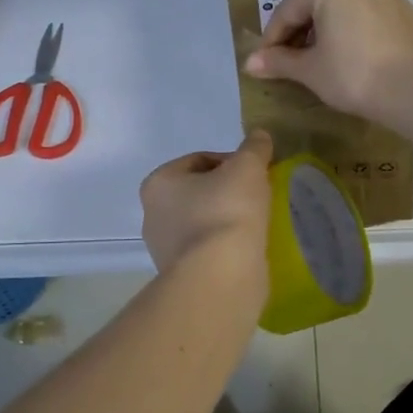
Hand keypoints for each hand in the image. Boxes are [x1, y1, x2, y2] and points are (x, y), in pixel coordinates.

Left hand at [139, 130, 273, 275]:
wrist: (220, 276)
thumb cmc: (226, 211)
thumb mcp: (247, 167)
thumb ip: (254, 148)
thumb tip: (259, 136)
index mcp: (158, 183)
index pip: (199, 160)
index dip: (231, 161)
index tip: (255, 173)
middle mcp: (153, 215)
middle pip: (199, 192)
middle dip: (227, 192)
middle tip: (257, 197)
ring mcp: (164, 250)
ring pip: (203, 223)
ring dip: (226, 220)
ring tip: (256, 224)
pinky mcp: (182, 276)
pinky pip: (208, 251)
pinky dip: (226, 246)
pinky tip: (247, 248)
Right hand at [243, 0, 412, 119]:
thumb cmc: (351, 75)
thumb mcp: (309, 70)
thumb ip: (278, 61)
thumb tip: (249, 63)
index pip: (288, 10)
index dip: (272, 39)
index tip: (264, 63)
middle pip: (319, 4)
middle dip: (302, 32)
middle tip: (291, 61)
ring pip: (349, 9)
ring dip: (331, 30)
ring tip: (324, 59)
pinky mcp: (412, 14)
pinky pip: (375, 20)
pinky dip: (361, 34)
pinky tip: (360, 59)